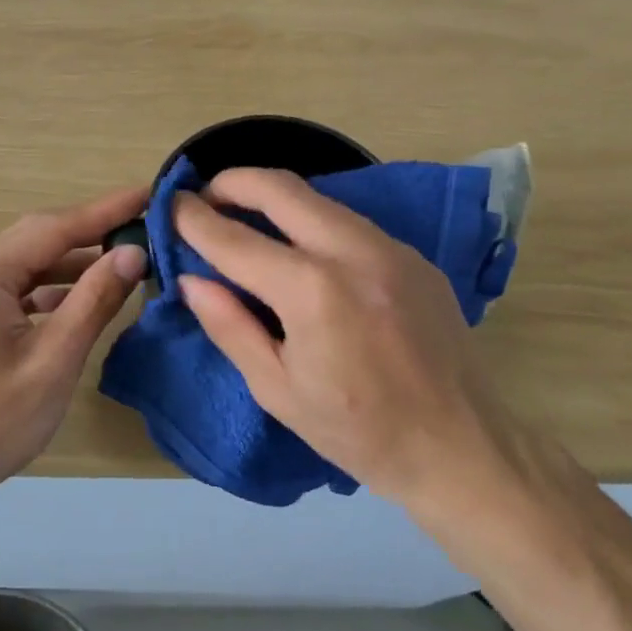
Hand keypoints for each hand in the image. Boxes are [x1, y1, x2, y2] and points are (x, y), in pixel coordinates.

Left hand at [0, 186, 149, 494]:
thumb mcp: (54, 359)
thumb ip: (94, 300)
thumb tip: (134, 253)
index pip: (55, 227)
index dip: (106, 210)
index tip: (149, 193)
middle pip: (40, 238)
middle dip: (93, 231)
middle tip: (144, 225)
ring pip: (30, 263)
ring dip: (74, 262)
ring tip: (124, 261)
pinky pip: (18, 287)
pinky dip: (53, 288)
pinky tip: (81, 300)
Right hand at [173, 168, 522, 513]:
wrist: (461, 448)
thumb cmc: (358, 432)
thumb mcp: (277, 390)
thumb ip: (228, 325)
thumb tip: (191, 279)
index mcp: (312, 291)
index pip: (235, 239)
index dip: (194, 219)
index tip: (170, 206)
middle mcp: (353, 251)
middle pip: (280, 188)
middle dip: (232, 182)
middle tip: (205, 197)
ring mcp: (390, 248)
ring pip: (318, 198)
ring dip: (273, 198)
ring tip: (244, 218)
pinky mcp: (413, 255)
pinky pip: (348, 221)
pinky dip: (311, 221)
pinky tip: (300, 249)